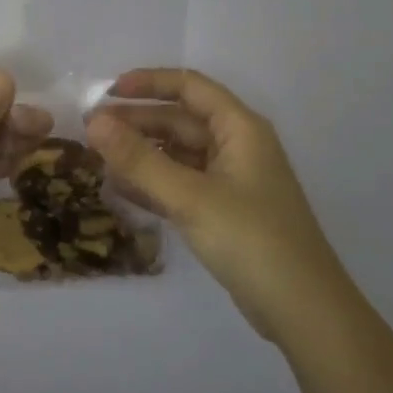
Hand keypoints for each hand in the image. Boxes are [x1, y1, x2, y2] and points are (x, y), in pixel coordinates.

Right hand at [87, 68, 347, 340]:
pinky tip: (120, 190)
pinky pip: (181, 184)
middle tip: (90, 133)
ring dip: (141, 154)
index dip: (147, 83)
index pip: (189, 87)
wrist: (302, 309)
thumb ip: (139, 159)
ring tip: (97, 160)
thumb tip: (93, 123)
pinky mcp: (224, 211)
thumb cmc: (250, 240)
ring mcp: (231, 180)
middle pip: (180, 120)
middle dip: (136, 122)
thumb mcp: (190, 197)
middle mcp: (236, 146)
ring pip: (178, 154)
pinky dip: (153, 183)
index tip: (105, 93)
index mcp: (239, 128)